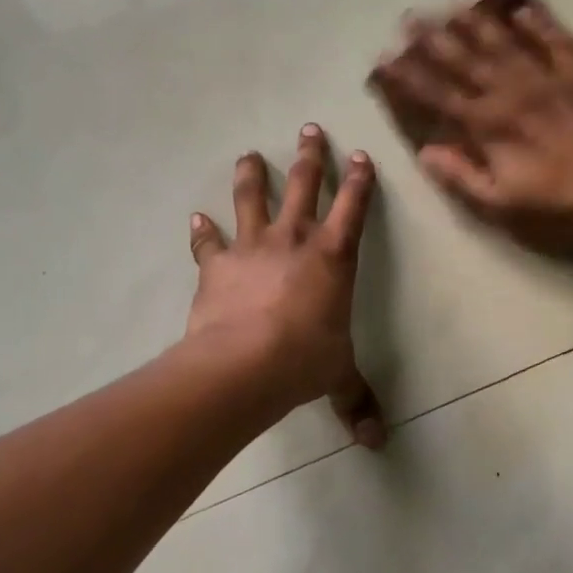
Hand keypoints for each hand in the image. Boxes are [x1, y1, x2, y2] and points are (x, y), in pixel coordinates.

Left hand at [186, 125, 386, 448]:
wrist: (245, 363)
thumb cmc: (304, 361)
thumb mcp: (337, 378)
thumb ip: (356, 401)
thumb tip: (376, 443)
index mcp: (333, 258)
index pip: (352, 209)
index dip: (359, 181)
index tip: (360, 155)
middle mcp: (294, 241)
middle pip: (303, 187)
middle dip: (310, 157)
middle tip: (309, 129)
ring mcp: (252, 248)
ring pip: (252, 199)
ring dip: (252, 175)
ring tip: (250, 154)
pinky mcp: (217, 265)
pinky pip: (209, 242)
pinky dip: (203, 232)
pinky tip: (196, 219)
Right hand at [368, 0, 572, 253]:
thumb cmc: (556, 202)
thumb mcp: (499, 201)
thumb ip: (460, 174)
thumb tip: (425, 151)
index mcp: (487, 124)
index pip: (437, 93)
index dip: (408, 75)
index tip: (385, 58)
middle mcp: (510, 91)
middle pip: (464, 58)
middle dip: (433, 37)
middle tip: (409, 17)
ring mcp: (545, 76)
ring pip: (503, 41)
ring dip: (475, 21)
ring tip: (452, 4)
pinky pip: (554, 39)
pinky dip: (537, 23)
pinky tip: (521, 10)